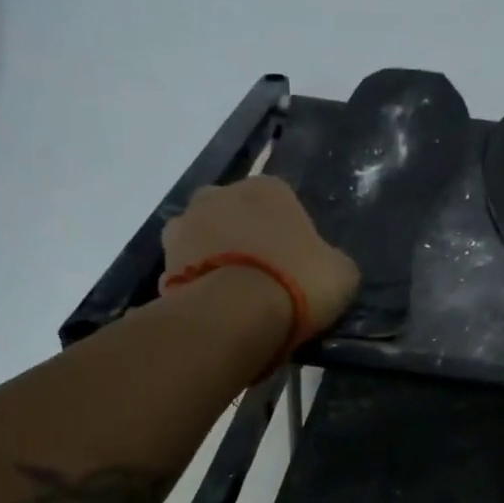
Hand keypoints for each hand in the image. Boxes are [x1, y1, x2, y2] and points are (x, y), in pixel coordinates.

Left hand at [162, 176, 360, 334]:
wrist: (235, 315)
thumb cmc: (297, 283)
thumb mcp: (341, 274)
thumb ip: (331, 261)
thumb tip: (325, 265)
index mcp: (268, 188)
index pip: (283, 203)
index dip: (291, 235)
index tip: (297, 266)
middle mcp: (220, 193)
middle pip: (237, 215)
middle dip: (247, 240)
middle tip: (264, 280)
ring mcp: (185, 225)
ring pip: (206, 240)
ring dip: (217, 260)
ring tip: (235, 299)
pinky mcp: (162, 262)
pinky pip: (186, 272)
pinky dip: (197, 286)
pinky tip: (215, 311)